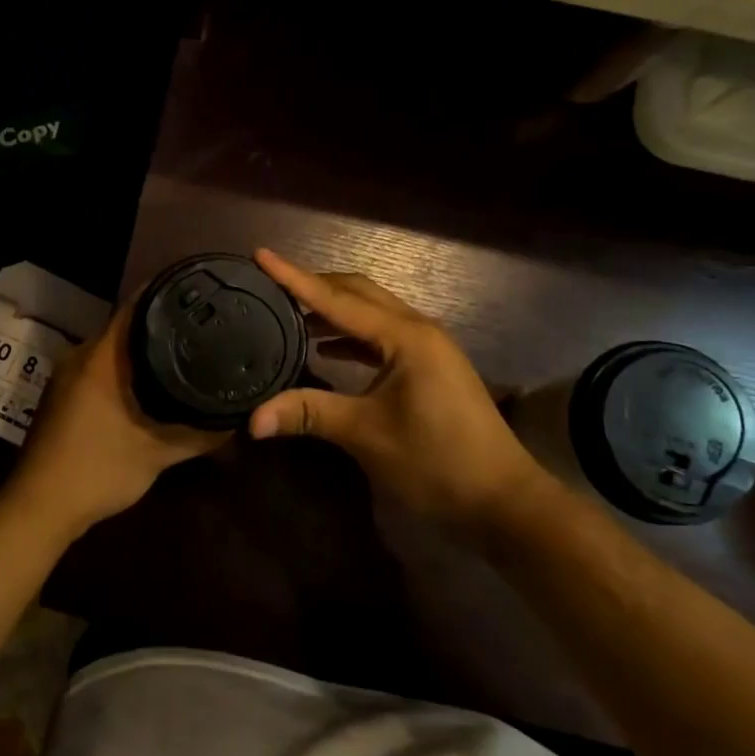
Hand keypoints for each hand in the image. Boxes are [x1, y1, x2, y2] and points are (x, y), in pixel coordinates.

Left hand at [6, 298, 228, 540]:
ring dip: (144, 349)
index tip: (202, 291)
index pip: (137, 304)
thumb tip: (239, 417)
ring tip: (186, 350)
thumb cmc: (97, 470)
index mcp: (101, 356)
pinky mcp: (64, 394)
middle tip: (203, 325)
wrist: (39, 506)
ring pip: (113, 348)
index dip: (169, 292)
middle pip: (127, 324)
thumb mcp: (158, 453)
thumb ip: (201, 433)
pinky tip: (152, 383)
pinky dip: (126, 368)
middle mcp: (81, 355)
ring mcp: (68, 375)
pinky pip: (102, 367)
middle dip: (163, 323)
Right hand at [248, 250, 556, 532]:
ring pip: (372, 314)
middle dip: (315, 286)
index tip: (261, 255)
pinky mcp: (429, 368)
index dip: (295, 278)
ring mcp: (427, 349)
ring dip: (333, 311)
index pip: (337, 300)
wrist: (502, 501)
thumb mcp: (367, 435)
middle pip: (358, 293)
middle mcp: (418, 330)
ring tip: (290, 315)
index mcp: (404, 337)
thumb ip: (310, 414)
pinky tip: (326, 351)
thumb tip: (252, 420)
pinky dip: (351, 337)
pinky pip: (382, 337)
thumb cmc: (436, 462)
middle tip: (272, 285)